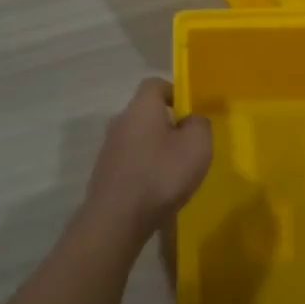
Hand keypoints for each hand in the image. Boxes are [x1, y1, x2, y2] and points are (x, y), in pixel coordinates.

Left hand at [80, 79, 212, 243]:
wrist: (117, 218)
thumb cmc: (161, 175)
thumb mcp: (197, 146)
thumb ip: (200, 125)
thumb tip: (192, 120)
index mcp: (141, 107)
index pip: (155, 84)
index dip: (175, 92)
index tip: (191, 111)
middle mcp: (120, 121)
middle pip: (145, 112)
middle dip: (167, 123)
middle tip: (188, 144)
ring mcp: (109, 147)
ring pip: (138, 137)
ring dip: (155, 148)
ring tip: (174, 170)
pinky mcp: (104, 172)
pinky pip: (130, 160)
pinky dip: (144, 167)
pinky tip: (156, 188)